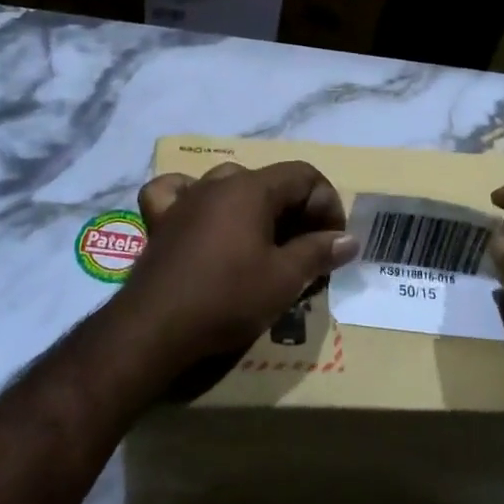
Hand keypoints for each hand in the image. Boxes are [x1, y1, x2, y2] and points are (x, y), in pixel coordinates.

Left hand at [113, 161, 358, 372]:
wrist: (155, 328)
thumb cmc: (227, 298)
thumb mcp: (284, 279)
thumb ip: (318, 252)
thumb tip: (348, 239)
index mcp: (251, 188)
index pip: (303, 175)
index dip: (327, 204)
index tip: (333, 242)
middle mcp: (218, 182)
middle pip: (269, 181)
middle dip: (296, 212)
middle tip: (307, 252)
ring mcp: (185, 198)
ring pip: (229, 185)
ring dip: (254, 208)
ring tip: (265, 243)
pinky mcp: (160, 220)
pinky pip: (178, 193)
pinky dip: (194, 199)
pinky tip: (201, 216)